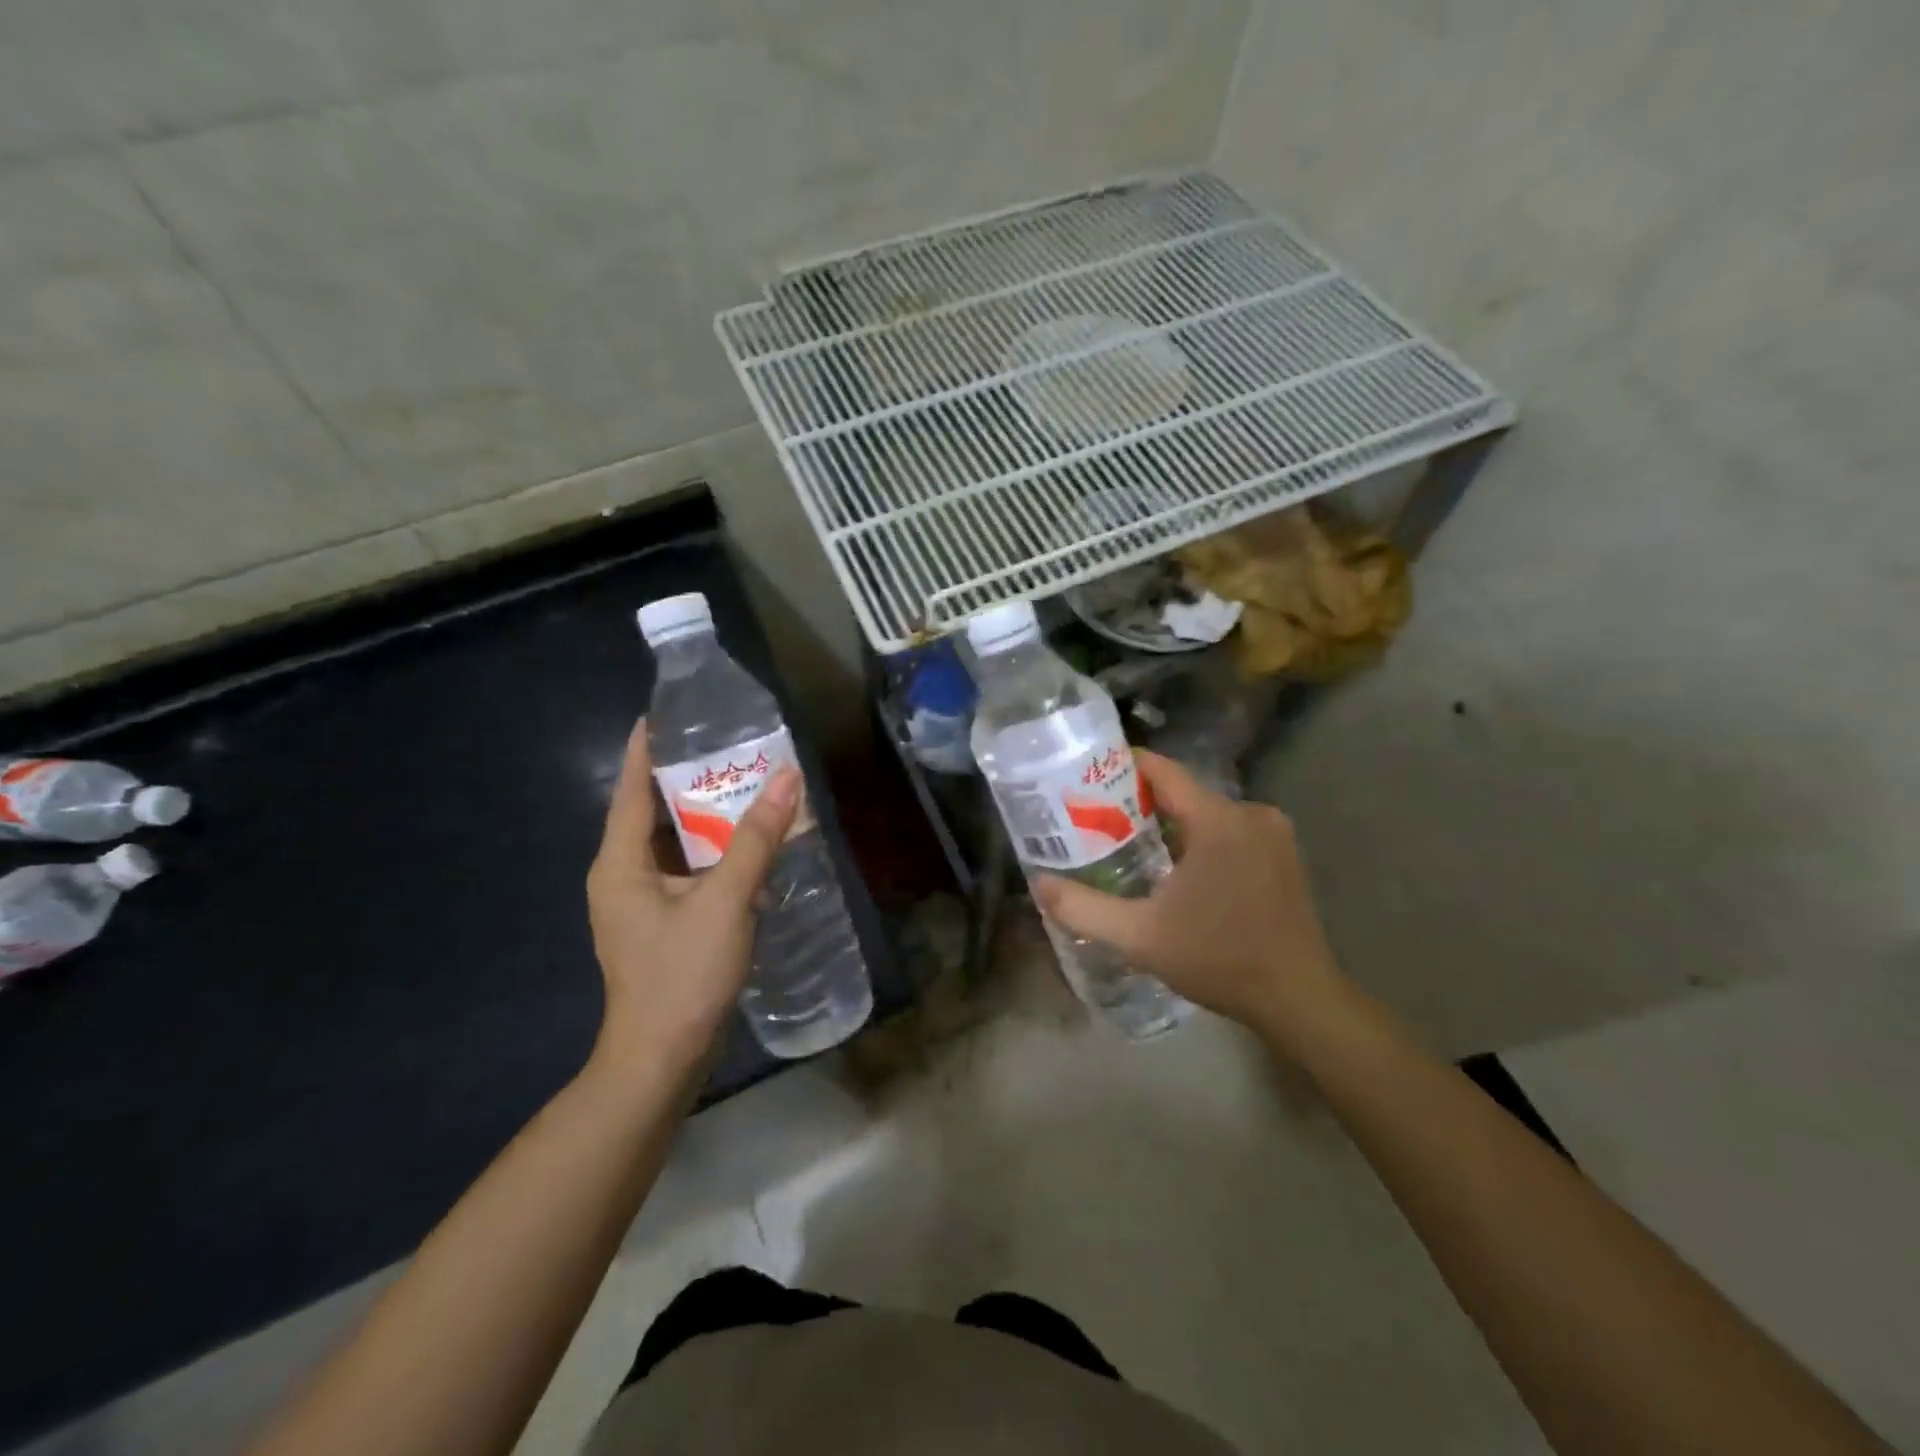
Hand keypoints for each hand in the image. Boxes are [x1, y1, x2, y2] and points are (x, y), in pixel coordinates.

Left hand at [586, 722, 798, 1072]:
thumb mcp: (725, 900)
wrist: (662, 1059)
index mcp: (620, 862)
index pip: (630, 788)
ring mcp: (639, 903)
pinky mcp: (659, 924)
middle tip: (725, 746)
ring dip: (704, 817)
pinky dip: (711, 852)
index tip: (664, 712)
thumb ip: (756, 838)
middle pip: (652, 812)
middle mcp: (621, 875)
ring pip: (672, 844)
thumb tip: (788, 778)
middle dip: (686, 779)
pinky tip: (745, 845)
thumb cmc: (682, 975)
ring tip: (742, 784)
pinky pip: (685, 871)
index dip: (645, 748)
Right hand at [1034, 751, 1343, 1039]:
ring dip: (1169, 825)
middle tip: (1095, 821)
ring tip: (1126, 846)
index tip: (1085, 777)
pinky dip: (1198, 840)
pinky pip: (1228, 831)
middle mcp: (1251, 814)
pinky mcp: (1283, 854)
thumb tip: (1040, 885)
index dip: (1121, 766)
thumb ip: (1084, 908)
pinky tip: (1175, 871)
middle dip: (1137, 803)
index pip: (1162, 770)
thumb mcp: (1140, 937)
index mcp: (1219, 820)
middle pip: (1182, 792)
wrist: (1298, 999)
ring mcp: (1273, 834)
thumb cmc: (1219, 960)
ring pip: (1205, 813)